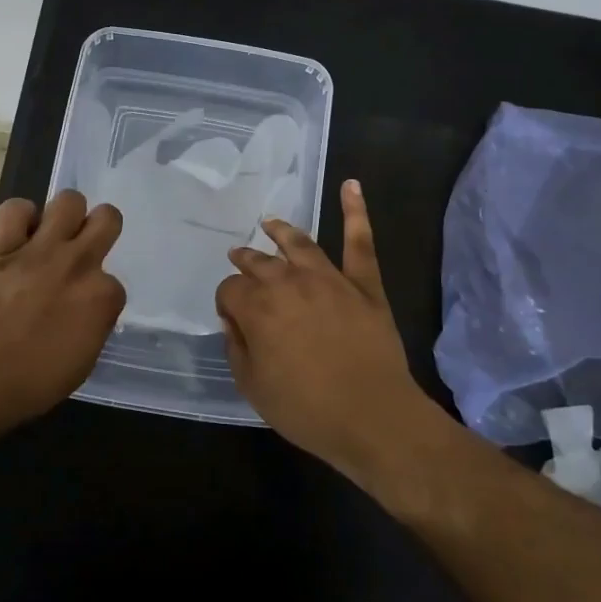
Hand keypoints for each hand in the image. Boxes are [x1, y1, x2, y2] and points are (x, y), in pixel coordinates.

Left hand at [0, 190, 125, 424]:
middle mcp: (78, 263)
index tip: (81, 307)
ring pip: (69, 200)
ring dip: (64, 215)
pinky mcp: (1, 244)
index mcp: (102, 296)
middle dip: (98, 229)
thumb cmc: (32, 383)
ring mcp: (40, 249)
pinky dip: (19, 217)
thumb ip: (93, 325)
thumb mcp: (83, 362)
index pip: (114, 282)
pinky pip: (15, 208)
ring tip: (51, 235)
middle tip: (82, 247)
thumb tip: (87, 311)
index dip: (97, 293)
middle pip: (107, 218)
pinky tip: (17, 234)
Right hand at [215, 180, 436, 486]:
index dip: (227, 302)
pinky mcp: (365, 284)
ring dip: (281, 231)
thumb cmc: (307, 409)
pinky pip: (360, 242)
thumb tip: (234, 321)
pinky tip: (351, 185)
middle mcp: (288, 282)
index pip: (230, 290)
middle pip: (259, 262)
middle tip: (239, 258)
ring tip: (269, 223)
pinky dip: (356, 211)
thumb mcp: (253, 387)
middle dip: (245, 261)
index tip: (232, 317)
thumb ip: (237, 348)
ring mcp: (329, 278)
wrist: (373, 417)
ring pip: (299, 244)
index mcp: (258, 307)